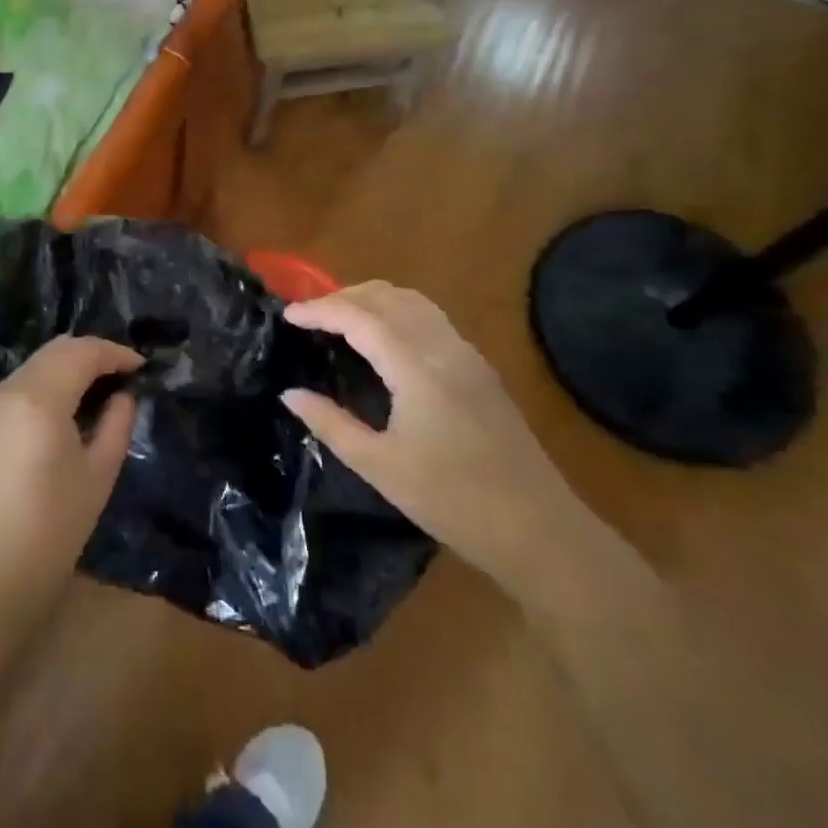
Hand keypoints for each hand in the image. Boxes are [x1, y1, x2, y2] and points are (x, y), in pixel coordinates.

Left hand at [0, 336, 140, 605]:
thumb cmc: (52, 529)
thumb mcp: (99, 475)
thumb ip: (117, 424)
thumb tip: (123, 395)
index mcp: (40, 397)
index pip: (83, 352)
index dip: (116, 353)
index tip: (142, 367)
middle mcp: (11, 389)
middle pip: (56, 349)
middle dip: (92, 353)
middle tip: (123, 373)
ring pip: (36, 364)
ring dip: (68, 366)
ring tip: (99, 389)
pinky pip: (20, 385)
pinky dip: (47, 382)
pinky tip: (65, 408)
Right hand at [280, 282, 572, 588]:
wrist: (540, 531)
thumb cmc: (453, 501)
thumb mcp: (380, 467)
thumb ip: (330, 424)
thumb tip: (290, 394)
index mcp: (416, 367)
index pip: (359, 317)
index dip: (319, 309)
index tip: (287, 315)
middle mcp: (443, 347)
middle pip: (386, 296)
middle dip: (342, 296)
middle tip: (308, 315)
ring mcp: (466, 354)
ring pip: (412, 301)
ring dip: (371, 298)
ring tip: (339, 317)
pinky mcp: (479, 368)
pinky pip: (430, 317)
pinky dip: (396, 311)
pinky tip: (383, 338)